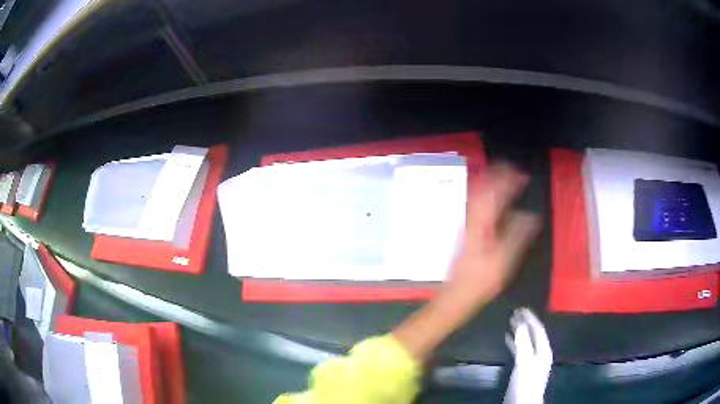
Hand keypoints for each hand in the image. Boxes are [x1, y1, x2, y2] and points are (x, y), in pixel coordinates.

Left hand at [393, 163, 540, 362]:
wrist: (455, 295)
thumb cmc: (480, 280)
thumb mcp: (504, 260)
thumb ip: (518, 234)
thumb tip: (531, 215)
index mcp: (481, 221)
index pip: (495, 191)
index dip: (509, 180)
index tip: (522, 175)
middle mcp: (470, 216)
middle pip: (482, 186)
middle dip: (498, 174)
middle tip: (513, 170)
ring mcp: (463, 222)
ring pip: (476, 193)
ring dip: (490, 182)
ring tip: (504, 178)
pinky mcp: (462, 229)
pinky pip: (473, 203)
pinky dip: (484, 194)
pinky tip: (492, 199)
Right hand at [504, 308, 552, 403]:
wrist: (522, 403)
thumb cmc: (526, 383)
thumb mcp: (525, 362)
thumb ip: (523, 343)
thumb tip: (521, 323)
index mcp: (543, 350)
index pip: (538, 329)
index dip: (530, 318)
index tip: (520, 308)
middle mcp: (540, 353)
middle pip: (533, 334)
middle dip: (525, 323)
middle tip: (514, 312)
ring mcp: (532, 361)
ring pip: (526, 341)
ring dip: (520, 331)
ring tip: (510, 322)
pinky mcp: (523, 368)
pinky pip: (520, 350)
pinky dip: (514, 342)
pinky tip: (507, 339)